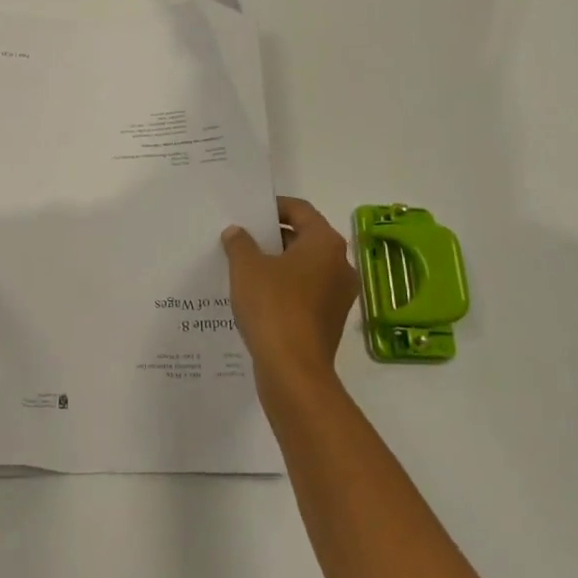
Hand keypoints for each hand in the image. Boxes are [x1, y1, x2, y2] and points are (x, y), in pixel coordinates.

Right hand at [222, 197, 358, 391]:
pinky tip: (258, 296)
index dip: (274, 206)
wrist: (293, 370)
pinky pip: (307, 292)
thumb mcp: (246, 268)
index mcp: (325, 243)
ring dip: (279, 264)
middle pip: (305, 238)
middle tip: (243, 238)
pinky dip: (286, 288)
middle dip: (274, 236)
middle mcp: (341, 264)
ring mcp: (340, 295)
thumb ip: (240, 243)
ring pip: (306, 267)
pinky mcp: (331, 320)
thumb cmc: (272, 307)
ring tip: (245, 267)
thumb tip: (237, 233)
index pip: (300, 210)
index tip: (250, 212)